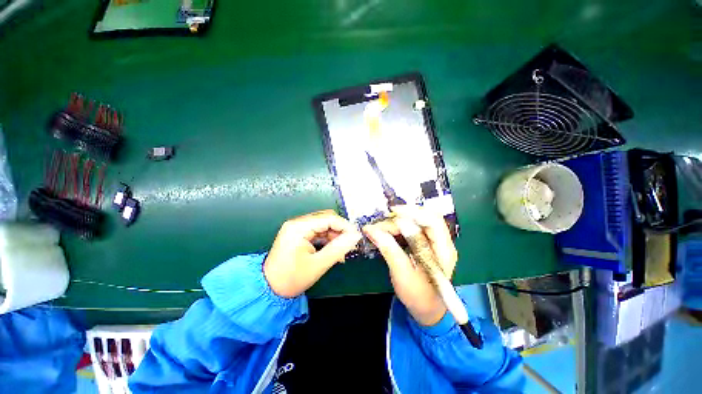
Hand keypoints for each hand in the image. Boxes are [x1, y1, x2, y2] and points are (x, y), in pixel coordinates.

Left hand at [264, 210, 361, 297]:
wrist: (268, 290)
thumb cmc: (291, 279)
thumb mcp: (318, 265)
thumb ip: (339, 248)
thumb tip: (356, 236)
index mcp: (299, 227)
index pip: (328, 218)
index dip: (345, 226)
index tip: (356, 237)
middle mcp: (297, 223)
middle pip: (326, 219)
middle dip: (340, 230)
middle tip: (350, 245)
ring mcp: (296, 228)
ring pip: (323, 225)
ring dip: (334, 236)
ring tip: (341, 251)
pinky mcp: (298, 234)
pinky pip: (317, 231)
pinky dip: (327, 239)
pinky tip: (333, 250)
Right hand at [363, 206, 457, 325]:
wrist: (428, 309)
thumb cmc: (418, 296)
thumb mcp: (402, 274)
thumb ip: (389, 250)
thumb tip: (371, 230)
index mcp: (444, 251)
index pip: (433, 221)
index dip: (413, 213)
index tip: (392, 213)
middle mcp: (442, 242)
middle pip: (424, 218)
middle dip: (401, 217)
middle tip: (380, 224)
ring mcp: (434, 242)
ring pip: (417, 221)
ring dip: (397, 222)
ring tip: (380, 228)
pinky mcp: (425, 243)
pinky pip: (412, 228)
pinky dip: (398, 227)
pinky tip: (387, 231)